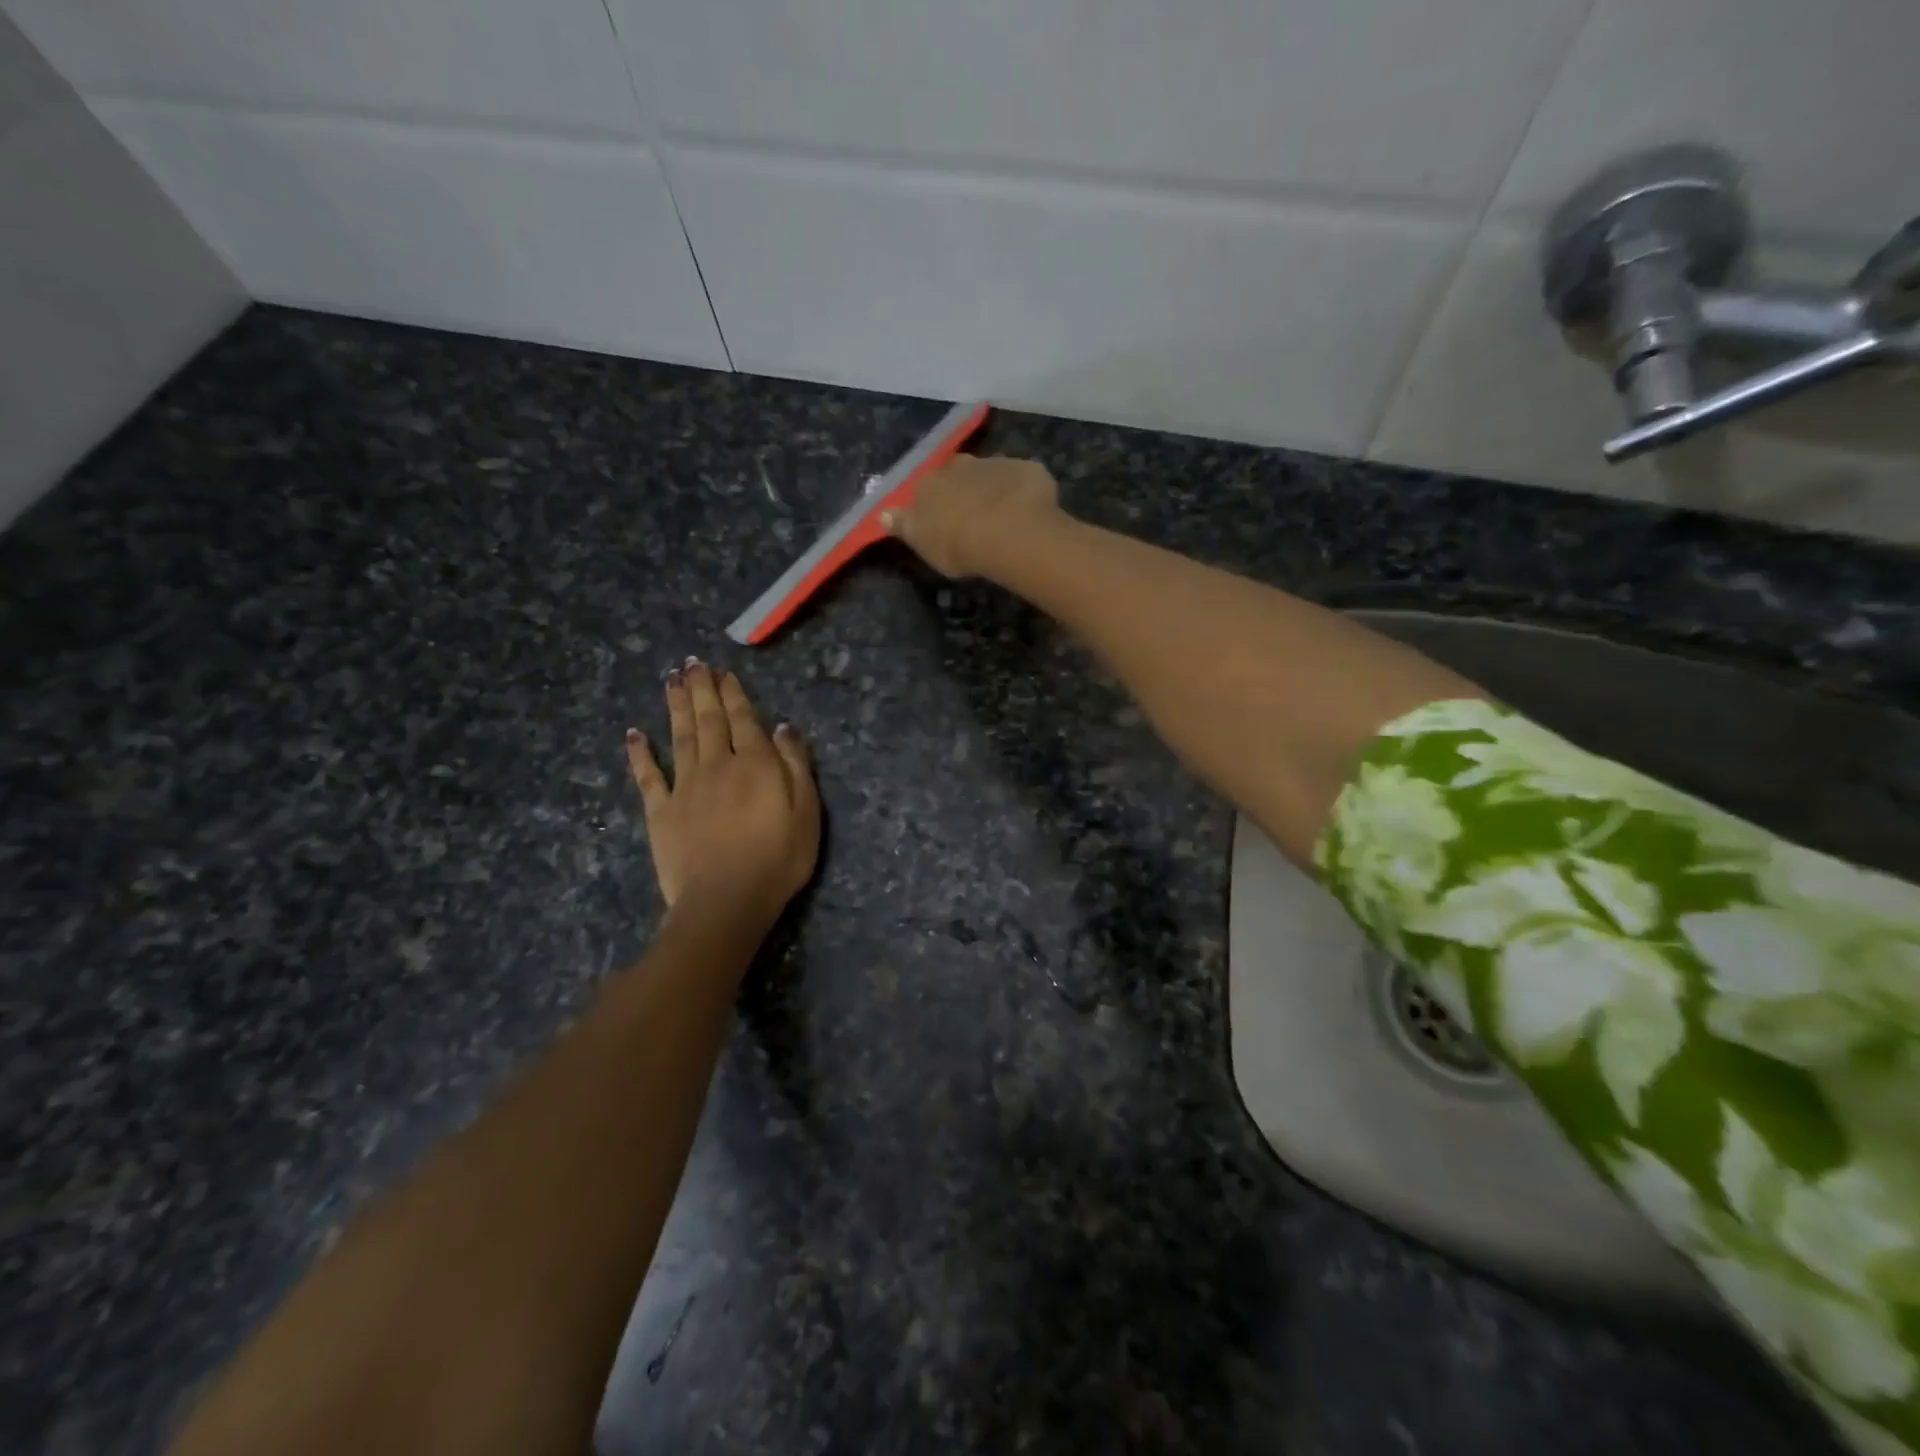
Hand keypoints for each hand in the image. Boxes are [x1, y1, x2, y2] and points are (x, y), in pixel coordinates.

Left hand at [626, 661, 819, 921]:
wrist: (726, 901)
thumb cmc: (778, 859)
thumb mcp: (806, 811)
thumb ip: (796, 765)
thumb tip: (783, 726)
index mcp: (755, 763)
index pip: (744, 719)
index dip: (734, 694)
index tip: (724, 672)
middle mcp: (717, 765)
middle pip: (709, 720)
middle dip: (702, 689)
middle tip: (692, 664)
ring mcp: (685, 787)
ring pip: (680, 737)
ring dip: (676, 707)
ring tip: (671, 681)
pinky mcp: (661, 812)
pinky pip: (648, 776)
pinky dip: (640, 753)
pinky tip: (633, 734)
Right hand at [882, 454, 1060, 578]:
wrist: (1009, 532)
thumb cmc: (958, 544)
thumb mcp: (921, 542)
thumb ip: (903, 526)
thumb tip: (883, 513)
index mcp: (931, 482)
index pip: (926, 487)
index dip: (935, 504)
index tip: (942, 521)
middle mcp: (961, 464)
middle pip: (960, 475)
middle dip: (966, 490)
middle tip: (974, 518)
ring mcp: (998, 463)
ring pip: (993, 475)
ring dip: (996, 490)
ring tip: (1004, 518)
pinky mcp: (1030, 470)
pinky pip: (1024, 480)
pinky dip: (1025, 493)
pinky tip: (1030, 513)